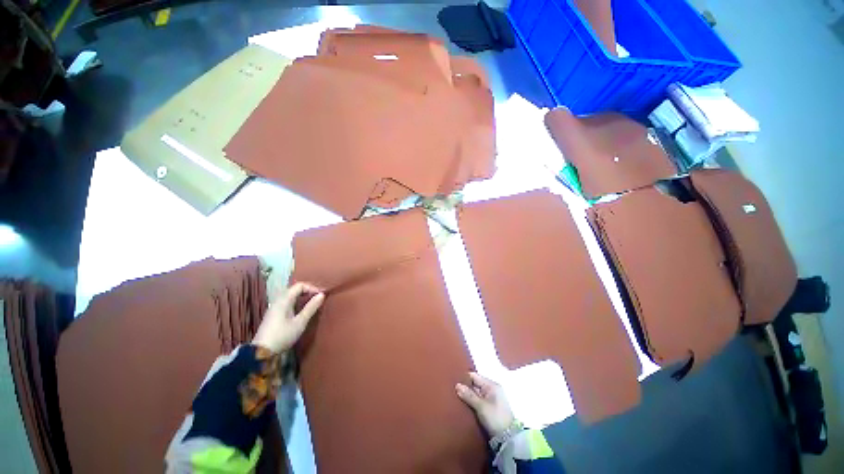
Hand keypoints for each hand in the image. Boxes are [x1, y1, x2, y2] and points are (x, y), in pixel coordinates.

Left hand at [252, 282, 324, 352]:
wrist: (261, 352)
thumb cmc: (282, 335)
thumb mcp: (300, 322)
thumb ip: (311, 307)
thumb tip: (322, 295)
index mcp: (284, 300)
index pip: (299, 285)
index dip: (312, 288)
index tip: (321, 295)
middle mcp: (278, 300)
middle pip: (294, 289)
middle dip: (307, 291)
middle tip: (318, 299)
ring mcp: (274, 307)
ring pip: (290, 296)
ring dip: (302, 297)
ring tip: (312, 304)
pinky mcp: (273, 314)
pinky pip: (287, 302)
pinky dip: (296, 302)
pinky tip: (301, 311)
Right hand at [456, 372, 514, 437]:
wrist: (508, 438)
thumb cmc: (495, 418)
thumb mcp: (481, 406)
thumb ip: (469, 395)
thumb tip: (457, 385)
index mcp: (491, 385)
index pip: (475, 376)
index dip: (464, 378)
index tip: (453, 381)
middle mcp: (491, 389)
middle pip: (475, 384)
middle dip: (465, 387)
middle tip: (453, 389)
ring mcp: (491, 398)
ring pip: (476, 393)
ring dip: (468, 395)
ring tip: (455, 396)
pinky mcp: (489, 408)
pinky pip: (478, 400)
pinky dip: (472, 401)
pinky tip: (463, 404)